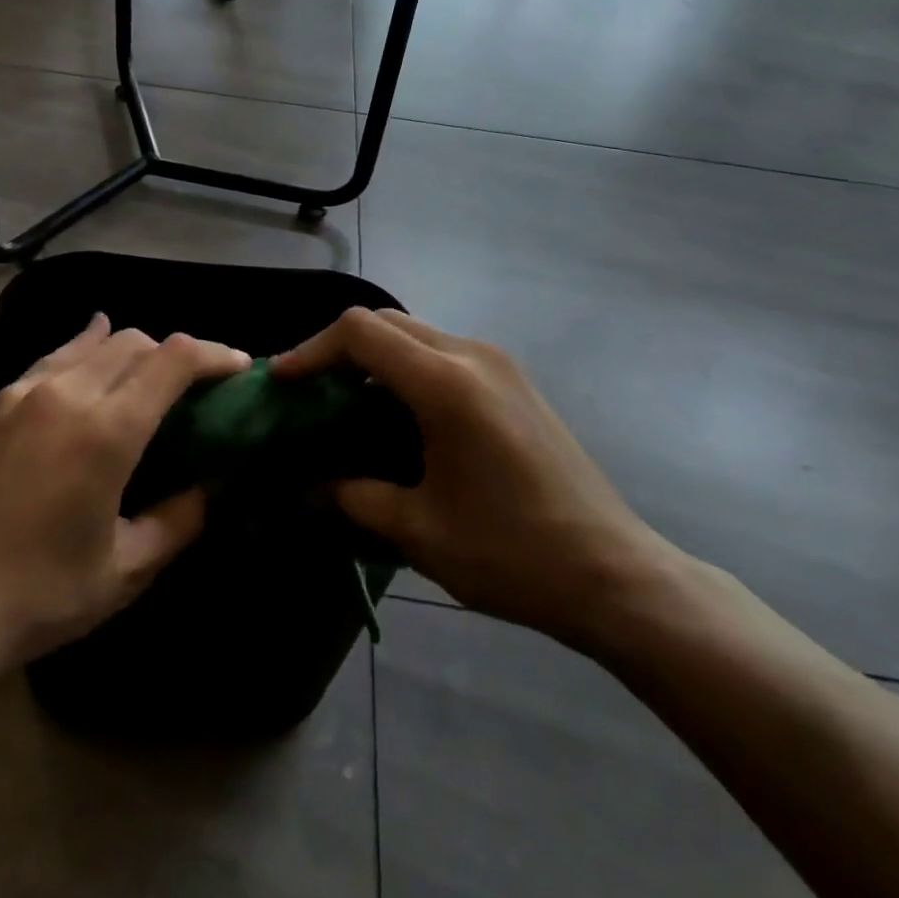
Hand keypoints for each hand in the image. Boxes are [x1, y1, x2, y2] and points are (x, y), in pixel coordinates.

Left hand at [0, 315, 249, 665]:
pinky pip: (53, 356)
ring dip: (132, 350)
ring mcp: (25, 392)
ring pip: (94, 342)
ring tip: (148, 375)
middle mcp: (68, 393)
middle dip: (176, 355)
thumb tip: (208, 487)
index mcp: (107, 430)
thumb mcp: (126, 569)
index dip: (214, 354)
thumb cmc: (41, 594)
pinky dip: (85, 347)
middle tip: (194, 387)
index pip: (174, 359)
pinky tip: (92, 349)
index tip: (238, 368)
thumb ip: (178, 520)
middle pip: (137, 342)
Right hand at [275, 308, 679, 652]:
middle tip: (308, 390)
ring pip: (416, 334)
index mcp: (446, 384)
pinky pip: (443, 353)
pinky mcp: (514, 381)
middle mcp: (472, 355)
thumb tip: (305, 489)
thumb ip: (353, 498)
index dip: (312, 350)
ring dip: (374, 358)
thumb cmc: (513, 554)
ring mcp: (499, 364)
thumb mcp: (420, 531)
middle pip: (386, 322)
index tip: (282, 381)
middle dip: (339, 349)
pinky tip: (398, 415)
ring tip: (345, 403)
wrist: (616, 575)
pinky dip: (406, 369)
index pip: (361, 333)